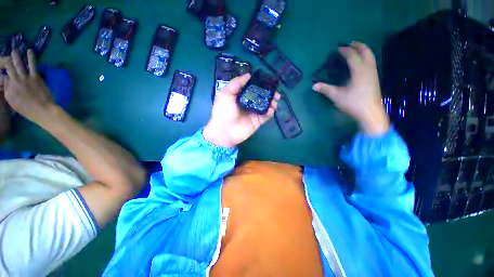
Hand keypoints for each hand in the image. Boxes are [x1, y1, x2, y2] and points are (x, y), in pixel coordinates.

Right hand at [0, 49, 53, 123]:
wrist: (42, 110)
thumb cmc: (27, 109)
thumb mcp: (12, 102)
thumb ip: (8, 90)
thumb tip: (7, 80)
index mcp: (9, 89)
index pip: (2, 77)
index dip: (2, 72)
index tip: (2, 69)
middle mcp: (15, 81)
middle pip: (9, 68)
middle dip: (6, 60)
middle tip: (5, 56)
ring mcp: (26, 78)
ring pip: (19, 64)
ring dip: (16, 56)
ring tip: (14, 51)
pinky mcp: (35, 77)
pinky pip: (32, 65)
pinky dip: (31, 57)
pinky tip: (29, 51)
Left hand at [203, 74, 279, 147]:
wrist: (225, 131)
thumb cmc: (223, 111)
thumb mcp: (226, 93)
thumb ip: (236, 83)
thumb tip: (249, 75)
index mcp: (240, 96)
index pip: (252, 88)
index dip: (260, 84)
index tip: (267, 81)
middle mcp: (248, 103)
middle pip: (261, 96)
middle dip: (269, 93)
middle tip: (275, 92)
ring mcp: (253, 113)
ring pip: (265, 105)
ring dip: (272, 102)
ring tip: (275, 100)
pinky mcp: (257, 121)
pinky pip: (266, 116)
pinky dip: (270, 112)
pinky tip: (271, 109)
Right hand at [313, 42, 388, 134]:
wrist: (370, 113)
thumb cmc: (354, 103)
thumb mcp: (337, 96)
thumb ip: (326, 89)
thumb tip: (314, 86)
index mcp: (359, 71)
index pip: (352, 56)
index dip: (345, 51)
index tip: (338, 49)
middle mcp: (368, 69)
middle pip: (366, 52)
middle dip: (358, 46)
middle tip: (351, 43)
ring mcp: (373, 73)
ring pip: (371, 57)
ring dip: (364, 50)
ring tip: (358, 49)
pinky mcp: (375, 79)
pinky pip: (371, 62)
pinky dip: (367, 57)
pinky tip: (362, 62)